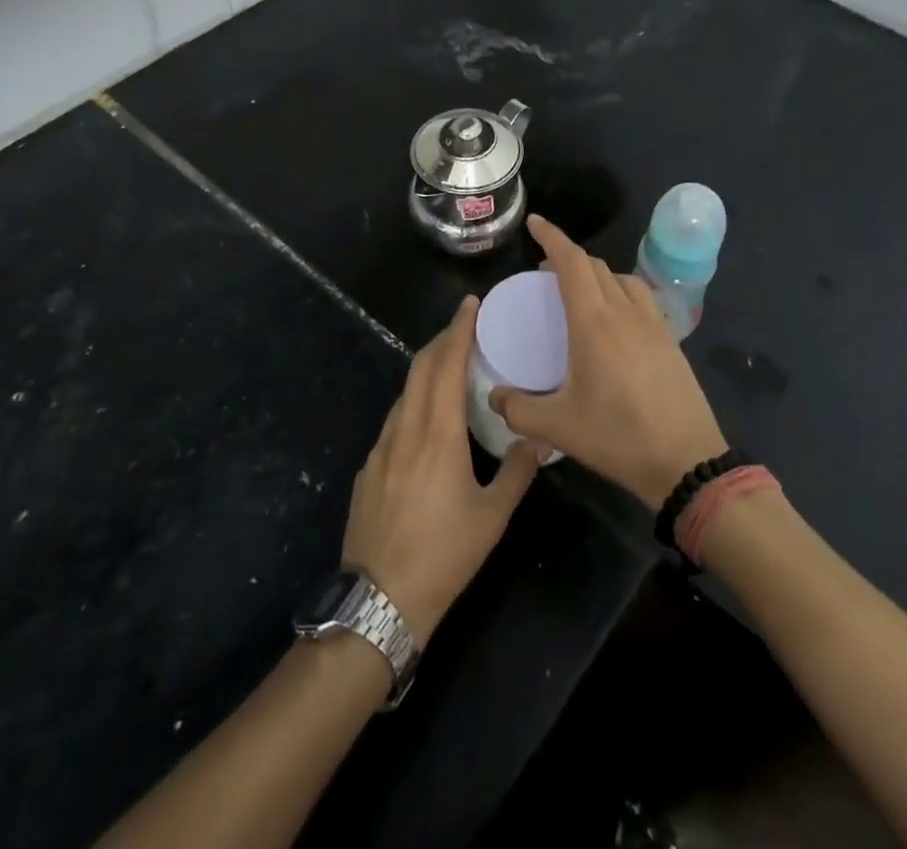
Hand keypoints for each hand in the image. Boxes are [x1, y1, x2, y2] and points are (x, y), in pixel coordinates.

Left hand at [343, 297, 541, 642]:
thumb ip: (517, 471)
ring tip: (450, 368)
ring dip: (426, 371)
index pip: (446, 364)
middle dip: (441, 340)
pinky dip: (413, 403)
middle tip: (465, 327)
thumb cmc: (444, 554)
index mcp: (438, 433)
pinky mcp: (368, 469)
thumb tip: (538, 439)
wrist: (379, 601)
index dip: (458, 329)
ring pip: (404, 393)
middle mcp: (405, 429)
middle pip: (419, 367)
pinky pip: (394, 420)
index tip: (470, 304)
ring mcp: (380, 448)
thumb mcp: (492, 516)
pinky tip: (426, 423)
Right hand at [490, 216, 727, 506]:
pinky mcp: (670, 340)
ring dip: (597, 274)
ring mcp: (653, 323)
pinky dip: (620, 291)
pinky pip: (641, 297)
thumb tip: (494, 395)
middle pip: (595, 266)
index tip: (534, 223)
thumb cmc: (618, 438)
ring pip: (621, 278)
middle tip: (545, 271)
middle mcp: (625, 312)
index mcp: (594, 322)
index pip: (571, 262)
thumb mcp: (558, 428)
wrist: (686, 461)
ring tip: (579, 293)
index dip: (552, 237)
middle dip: (568, 257)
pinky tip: (615, 320)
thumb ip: (518, 410)